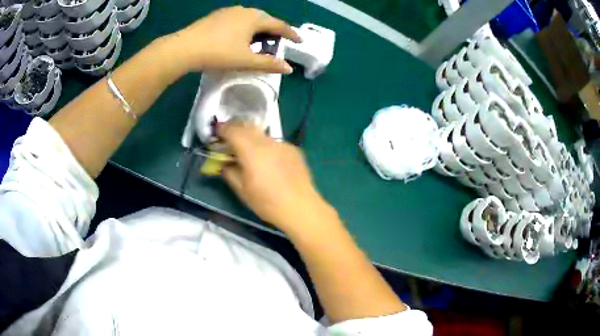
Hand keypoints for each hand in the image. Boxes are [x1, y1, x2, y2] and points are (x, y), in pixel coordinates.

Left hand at [167, 6, 300, 73]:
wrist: (184, 48)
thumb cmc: (218, 53)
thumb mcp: (245, 61)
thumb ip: (268, 64)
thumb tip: (288, 68)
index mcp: (255, 18)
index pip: (279, 25)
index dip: (291, 34)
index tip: (299, 41)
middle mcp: (244, 10)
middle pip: (265, 19)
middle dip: (274, 31)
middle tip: (277, 43)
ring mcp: (229, 11)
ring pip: (250, 18)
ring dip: (258, 28)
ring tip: (258, 40)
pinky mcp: (217, 15)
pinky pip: (238, 19)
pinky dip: (244, 27)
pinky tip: (238, 36)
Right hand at [219, 122, 330, 230]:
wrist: (301, 208)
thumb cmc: (268, 203)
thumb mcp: (242, 190)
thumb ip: (229, 172)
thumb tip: (224, 163)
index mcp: (252, 151)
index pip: (233, 131)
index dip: (223, 130)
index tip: (217, 134)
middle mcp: (268, 143)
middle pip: (248, 127)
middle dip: (236, 131)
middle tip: (230, 141)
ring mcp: (283, 145)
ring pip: (262, 135)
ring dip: (252, 139)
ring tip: (250, 153)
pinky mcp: (294, 150)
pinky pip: (275, 143)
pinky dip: (266, 147)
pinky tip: (269, 162)